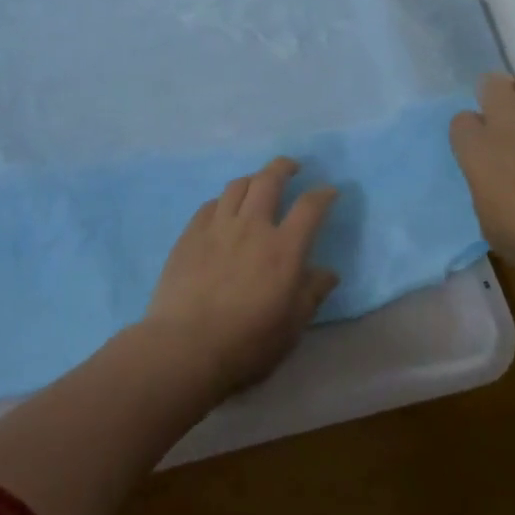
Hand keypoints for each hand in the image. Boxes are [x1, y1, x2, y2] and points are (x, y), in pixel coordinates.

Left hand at [144, 157, 339, 397]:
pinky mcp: (190, 235)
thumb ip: (311, 294)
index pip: (310, 207)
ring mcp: (217, 227)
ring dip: (253, 179)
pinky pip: (210, 205)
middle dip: (284, 167)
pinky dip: (223, 201)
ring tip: (258, 185)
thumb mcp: (291, 327)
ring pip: (237, 186)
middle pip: (269, 180)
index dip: (323, 193)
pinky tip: (224, 210)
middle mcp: (252, 227)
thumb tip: (327, 272)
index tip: (329, 190)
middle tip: (292, 167)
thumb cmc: (247, 343)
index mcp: (283, 249)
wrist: (185, 347)